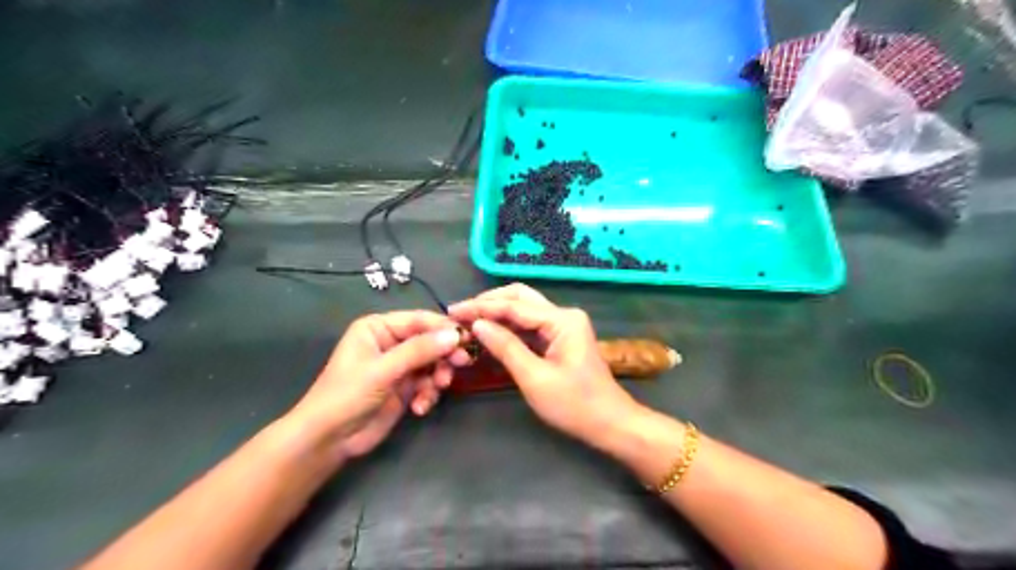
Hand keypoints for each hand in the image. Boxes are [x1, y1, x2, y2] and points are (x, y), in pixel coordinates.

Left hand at [289, 312, 471, 463]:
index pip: (419, 320)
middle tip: (462, 363)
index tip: (467, 338)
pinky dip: (429, 394)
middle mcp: (391, 342)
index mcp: (379, 327)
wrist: (329, 440)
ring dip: (438, 377)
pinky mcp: (406, 388)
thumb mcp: (383, 370)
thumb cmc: (347, 395)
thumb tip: (455, 335)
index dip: (443, 328)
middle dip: (444, 354)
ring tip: (436, 389)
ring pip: (433, 363)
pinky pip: (428, 383)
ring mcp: (400, 366)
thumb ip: (419, 351)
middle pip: (430, 341)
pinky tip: (420, 407)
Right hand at [447, 283, 636, 446]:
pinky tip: (489, 332)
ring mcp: (563, 325)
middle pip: (520, 297)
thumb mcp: (534, 378)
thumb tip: (477, 324)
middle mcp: (563, 314)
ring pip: (524, 309)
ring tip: (468, 321)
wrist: (610, 423)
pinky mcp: (560, 337)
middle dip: (489, 303)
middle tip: (460, 313)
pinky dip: (509, 326)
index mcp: (561, 320)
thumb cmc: (574, 405)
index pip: (514, 306)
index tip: (453, 311)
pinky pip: (530, 325)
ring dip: (497, 313)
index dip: (481, 307)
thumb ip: (506, 347)